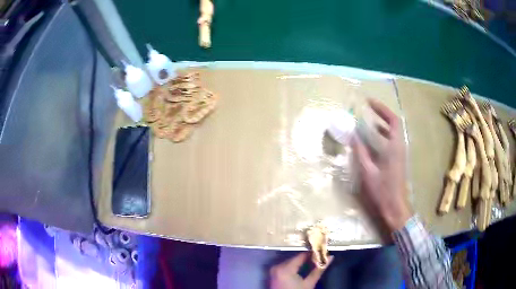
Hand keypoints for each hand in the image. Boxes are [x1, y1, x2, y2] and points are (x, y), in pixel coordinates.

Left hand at [269, 252, 332, 288]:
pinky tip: (303, 269)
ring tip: (313, 263)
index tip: (322, 252)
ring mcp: (274, 270)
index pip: (302, 255)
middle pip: (296, 258)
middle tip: (319, 258)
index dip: (313, 253)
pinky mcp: (273, 274)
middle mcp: (277, 266)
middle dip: (308, 258)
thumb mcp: (309, 283)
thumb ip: (319, 270)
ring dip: (301, 262)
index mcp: (285, 268)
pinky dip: (294, 266)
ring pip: (291, 261)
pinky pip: (286, 266)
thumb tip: (330, 258)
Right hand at [352, 99, 411, 232]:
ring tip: (370, 120)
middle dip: (382, 113)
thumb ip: (361, 152)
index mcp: (394, 147)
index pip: (392, 120)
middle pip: (394, 124)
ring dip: (383, 124)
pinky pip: (392, 141)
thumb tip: (353, 136)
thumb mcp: (368, 171)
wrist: (395, 207)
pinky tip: (374, 140)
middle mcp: (400, 147)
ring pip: (394, 132)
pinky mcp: (398, 160)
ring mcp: (400, 154)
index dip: (382, 109)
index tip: (369, 102)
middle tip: (369, 108)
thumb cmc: (382, 190)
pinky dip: (384, 135)